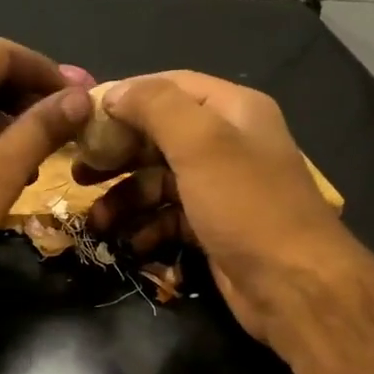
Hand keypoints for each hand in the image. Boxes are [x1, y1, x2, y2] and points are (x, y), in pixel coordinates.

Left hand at [0, 39, 92, 304]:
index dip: (47, 71)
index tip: (82, 98)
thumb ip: (42, 129)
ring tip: (42, 158)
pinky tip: (6, 172)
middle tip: (69, 128)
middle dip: (30, 99)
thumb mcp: (0, 173)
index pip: (2, 53)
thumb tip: (81, 98)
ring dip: (9, 124)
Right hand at [79, 71, 350, 345]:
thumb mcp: (200, 143)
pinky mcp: (213, 226)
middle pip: (158, 136)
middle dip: (117, 154)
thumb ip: (155, 106)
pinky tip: (130, 243)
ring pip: (157, 181)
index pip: (169, 86)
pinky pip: (168, 217)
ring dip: (124, 199)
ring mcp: (220, 187)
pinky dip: (146, 228)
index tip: (83, 117)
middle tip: (78, 171)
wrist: (295, 287)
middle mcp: (227, 142)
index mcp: (232, 110)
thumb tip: (113, 93)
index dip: (125, 97)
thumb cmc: (246, 205)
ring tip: (97, 221)